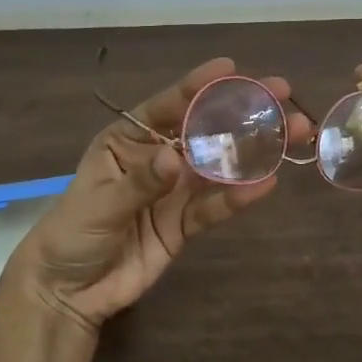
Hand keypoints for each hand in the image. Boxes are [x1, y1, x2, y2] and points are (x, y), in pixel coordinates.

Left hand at [3, 58, 311, 333]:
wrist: (68, 291)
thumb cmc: (71, 234)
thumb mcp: (99, 204)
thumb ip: (140, 183)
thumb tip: (176, 158)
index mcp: (126, 141)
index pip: (165, 107)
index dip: (198, 87)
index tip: (230, 70)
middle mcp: (155, 159)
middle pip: (203, 131)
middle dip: (240, 113)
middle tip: (281, 93)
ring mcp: (173, 193)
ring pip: (218, 166)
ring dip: (254, 151)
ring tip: (293, 132)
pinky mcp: (184, 226)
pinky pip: (214, 208)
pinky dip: (238, 197)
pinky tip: (266, 183)